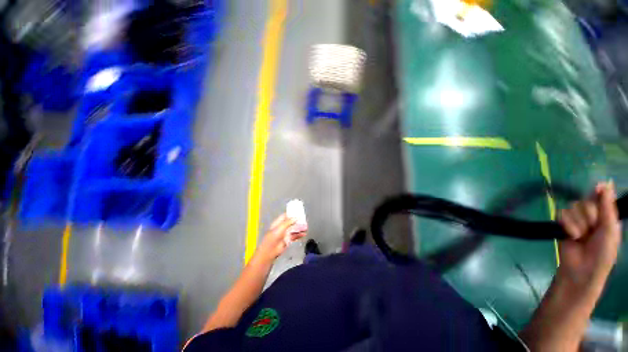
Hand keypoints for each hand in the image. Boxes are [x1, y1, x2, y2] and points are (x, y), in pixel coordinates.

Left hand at [254, 214, 306, 262]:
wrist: (270, 251)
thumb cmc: (273, 237)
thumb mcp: (280, 227)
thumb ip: (289, 222)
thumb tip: (296, 218)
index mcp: (278, 222)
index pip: (286, 216)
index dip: (292, 214)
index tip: (298, 213)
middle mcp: (282, 227)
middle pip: (291, 222)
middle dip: (298, 221)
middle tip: (305, 220)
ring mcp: (285, 234)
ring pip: (294, 229)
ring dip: (300, 228)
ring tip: (306, 227)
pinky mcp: (288, 240)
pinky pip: (295, 236)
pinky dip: (300, 235)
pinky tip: (304, 234)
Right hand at [558, 182, 621, 288]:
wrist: (582, 269)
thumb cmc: (602, 252)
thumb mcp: (610, 230)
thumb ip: (607, 208)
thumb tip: (604, 184)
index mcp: (605, 216)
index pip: (601, 197)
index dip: (599, 192)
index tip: (599, 187)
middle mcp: (590, 216)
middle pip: (586, 201)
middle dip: (589, 215)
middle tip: (593, 228)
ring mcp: (575, 220)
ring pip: (573, 207)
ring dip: (578, 222)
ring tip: (581, 235)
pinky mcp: (561, 224)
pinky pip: (562, 215)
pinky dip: (567, 225)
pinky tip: (572, 235)